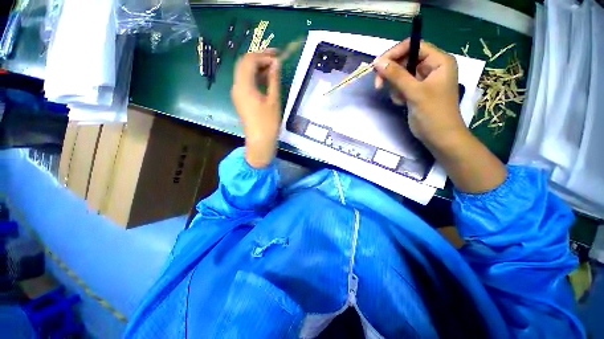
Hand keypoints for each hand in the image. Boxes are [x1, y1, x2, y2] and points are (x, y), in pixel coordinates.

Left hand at [232, 52, 281, 168]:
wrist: (260, 142)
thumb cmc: (268, 123)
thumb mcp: (274, 100)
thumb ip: (274, 80)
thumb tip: (276, 63)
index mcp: (244, 86)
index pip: (249, 61)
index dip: (263, 55)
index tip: (278, 57)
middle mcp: (237, 87)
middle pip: (244, 64)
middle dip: (259, 58)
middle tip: (275, 59)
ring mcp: (238, 94)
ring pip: (245, 73)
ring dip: (258, 67)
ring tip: (273, 68)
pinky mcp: (241, 99)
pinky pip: (246, 83)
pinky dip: (256, 77)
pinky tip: (267, 79)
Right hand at [374, 39, 506, 192]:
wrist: (439, 137)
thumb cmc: (433, 113)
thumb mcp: (414, 92)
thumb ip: (396, 76)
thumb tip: (377, 62)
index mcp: (439, 61)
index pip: (414, 46)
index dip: (395, 53)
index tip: (378, 65)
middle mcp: (432, 67)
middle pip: (405, 60)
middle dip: (391, 74)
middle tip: (378, 86)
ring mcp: (424, 80)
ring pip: (400, 75)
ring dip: (395, 87)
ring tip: (400, 100)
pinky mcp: (417, 91)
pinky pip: (401, 86)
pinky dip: (398, 94)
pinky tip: (402, 103)